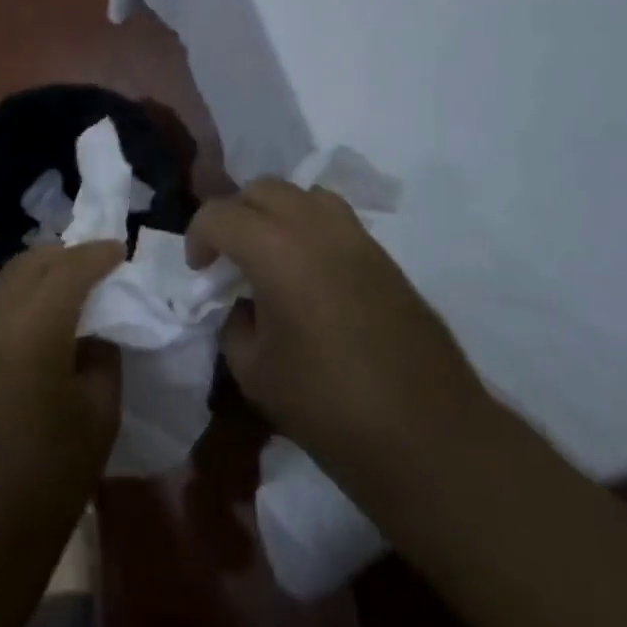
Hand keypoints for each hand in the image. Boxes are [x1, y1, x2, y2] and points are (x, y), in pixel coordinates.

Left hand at [0, 242, 124, 569]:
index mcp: (33, 328)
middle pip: (30, 263)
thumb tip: (94, 333)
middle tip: (96, 265)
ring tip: (67, 288)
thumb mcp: (98, 417)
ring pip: (6, 281)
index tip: (119, 251)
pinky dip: (18, 298)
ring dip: (38, 274)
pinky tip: (36, 321)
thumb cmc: (48, 481)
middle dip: (66, 256)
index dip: (97, 254)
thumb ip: (102, 357)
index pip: (69, 268)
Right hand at [186, 179, 494, 507]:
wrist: (428, 436)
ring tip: (271, 255)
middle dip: (235, 214)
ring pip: (303, 194)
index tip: (200, 271)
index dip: (198, 236)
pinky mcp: (383, 256)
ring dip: (276, 213)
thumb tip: (244, 305)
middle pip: (262, 189)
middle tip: (230, 258)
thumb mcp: (255, 372)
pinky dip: (310, 228)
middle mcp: (314, 226)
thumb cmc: (329, 406)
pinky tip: (310, 273)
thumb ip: (235, 323)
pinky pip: (335, 219)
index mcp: (275, 248)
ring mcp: (355, 237)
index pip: (220, 214)